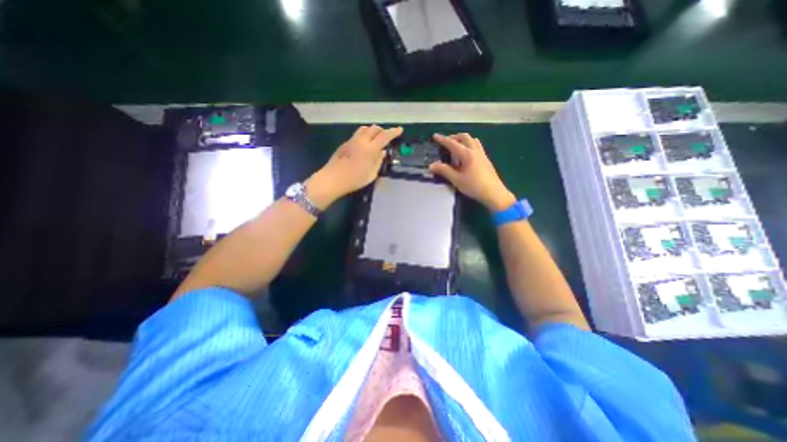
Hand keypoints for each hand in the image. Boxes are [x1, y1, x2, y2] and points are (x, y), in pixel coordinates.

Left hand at [302, 122, 399, 208]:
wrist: (333, 179)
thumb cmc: (354, 180)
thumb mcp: (371, 174)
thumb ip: (378, 161)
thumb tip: (382, 152)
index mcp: (370, 149)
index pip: (384, 136)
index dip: (393, 132)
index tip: (400, 130)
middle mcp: (361, 141)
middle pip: (374, 128)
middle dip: (382, 130)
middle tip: (387, 137)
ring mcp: (351, 141)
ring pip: (364, 129)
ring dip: (372, 131)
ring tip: (376, 138)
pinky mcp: (345, 144)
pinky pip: (357, 134)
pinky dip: (364, 135)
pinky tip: (364, 145)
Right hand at [430, 134, 516, 211]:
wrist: (494, 193)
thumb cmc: (474, 186)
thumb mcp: (456, 180)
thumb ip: (444, 171)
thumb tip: (431, 165)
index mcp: (467, 154)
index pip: (452, 144)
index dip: (443, 139)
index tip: (435, 136)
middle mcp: (475, 151)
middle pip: (464, 137)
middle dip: (454, 137)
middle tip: (446, 142)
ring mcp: (482, 154)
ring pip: (472, 140)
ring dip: (462, 140)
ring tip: (456, 147)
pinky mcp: (486, 159)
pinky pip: (476, 146)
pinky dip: (469, 145)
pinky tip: (465, 156)